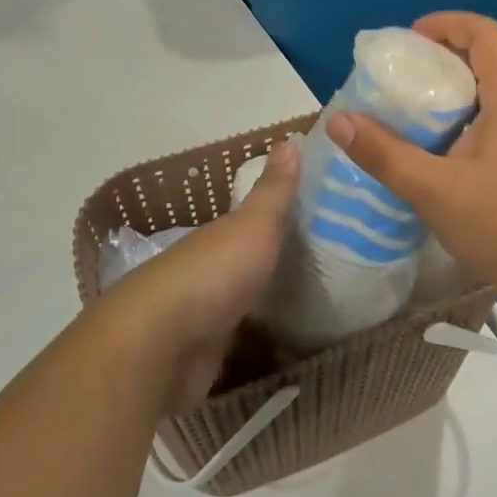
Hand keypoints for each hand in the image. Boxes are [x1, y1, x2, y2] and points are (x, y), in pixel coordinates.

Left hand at [96, 136, 300, 414]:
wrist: (161, 347)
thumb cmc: (212, 274)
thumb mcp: (252, 225)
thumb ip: (274, 191)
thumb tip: (288, 137)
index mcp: (218, 238)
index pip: (253, 224)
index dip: (283, 220)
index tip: (323, 222)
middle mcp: (208, 273)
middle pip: (249, 265)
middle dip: (281, 266)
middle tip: (336, 270)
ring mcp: (204, 317)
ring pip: (245, 306)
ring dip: (270, 306)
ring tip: (322, 311)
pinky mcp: (206, 359)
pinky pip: (243, 346)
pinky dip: (262, 346)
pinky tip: (292, 351)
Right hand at [326, 13, 496, 314]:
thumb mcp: (434, 192)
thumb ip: (384, 154)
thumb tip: (338, 121)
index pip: (485, 34)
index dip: (446, 25)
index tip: (411, 38)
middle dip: (466, 45)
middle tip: (428, 64)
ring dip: (488, 71)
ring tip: (449, 96)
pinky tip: (478, 135)